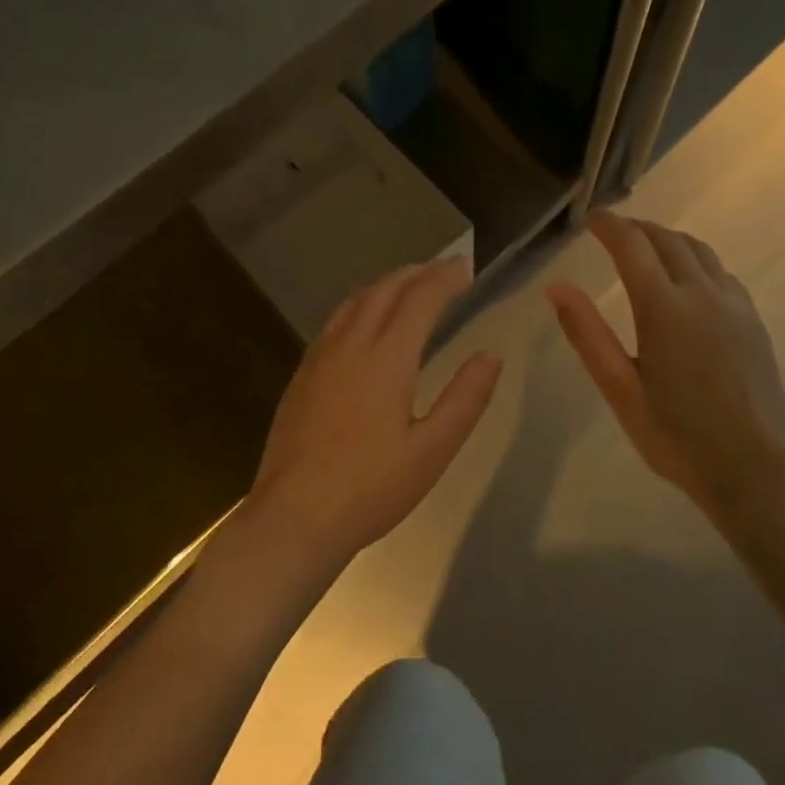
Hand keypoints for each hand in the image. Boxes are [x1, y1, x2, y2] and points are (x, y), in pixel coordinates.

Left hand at [247, 257, 502, 564]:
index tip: (465, 267)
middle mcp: (350, 345)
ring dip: (386, 285)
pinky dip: (360, 306)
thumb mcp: (432, 450)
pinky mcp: (302, 377)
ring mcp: (319, 359)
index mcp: (386, 358)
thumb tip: (491, 356)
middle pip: (384, 290)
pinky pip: (335, 322)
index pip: (420, 299)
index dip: (445, 278)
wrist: (294, 518)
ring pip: (354, 302)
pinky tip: (364, 325)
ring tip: (408, 286)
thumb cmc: (371, 488)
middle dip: (416, 273)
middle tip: (443, 270)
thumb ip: (465, 398)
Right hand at [549, 211, 784, 512]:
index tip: (590, 218)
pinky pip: (720, 272)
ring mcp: (734, 305)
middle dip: (637, 227)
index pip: (632, 246)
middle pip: (668, 240)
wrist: (752, 466)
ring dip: (668, 239)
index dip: (609, 225)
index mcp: (664, 308)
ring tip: (646, 246)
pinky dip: (695, 259)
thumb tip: (556, 288)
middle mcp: (702, 294)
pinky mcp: (753, 320)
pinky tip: (687, 279)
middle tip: (612, 230)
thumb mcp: (619, 389)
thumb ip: (587, 334)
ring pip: (699, 251)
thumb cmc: (675, 435)